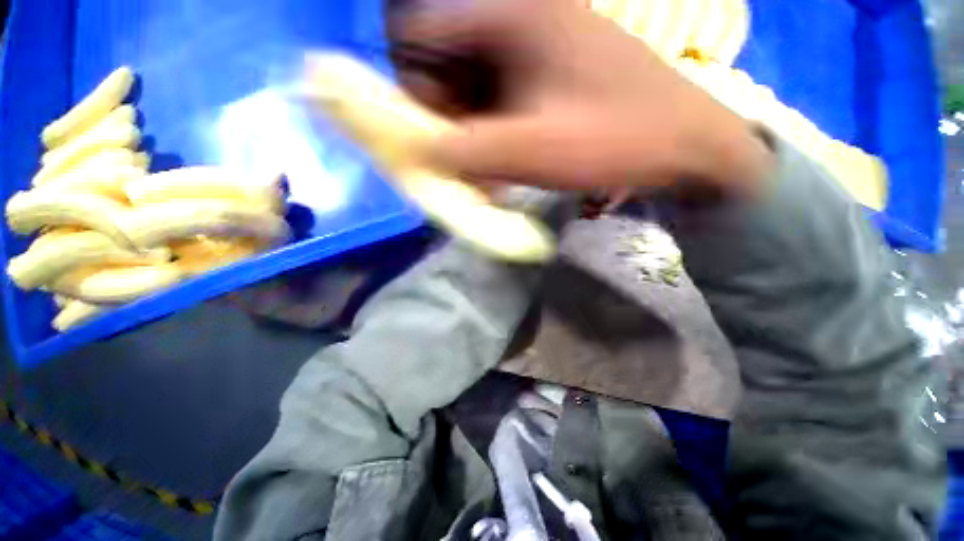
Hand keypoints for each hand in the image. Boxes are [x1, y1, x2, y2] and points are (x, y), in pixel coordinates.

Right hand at [391, 0, 771, 194]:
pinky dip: (495, 136)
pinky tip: (510, 164)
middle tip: (466, 165)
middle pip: (446, 68)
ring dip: (472, 136)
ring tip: (492, 174)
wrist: (684, 146)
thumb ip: (465, 151)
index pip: (418, 37)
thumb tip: (416, 152)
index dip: (413, 90)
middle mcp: (517, 19)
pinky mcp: (548, 75)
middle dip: (447, 122)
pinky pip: (500, 102)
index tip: (432, 136)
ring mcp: (535, 47)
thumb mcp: (532, 149)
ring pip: (473, 91)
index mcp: (509, 15)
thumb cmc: (615, 139)